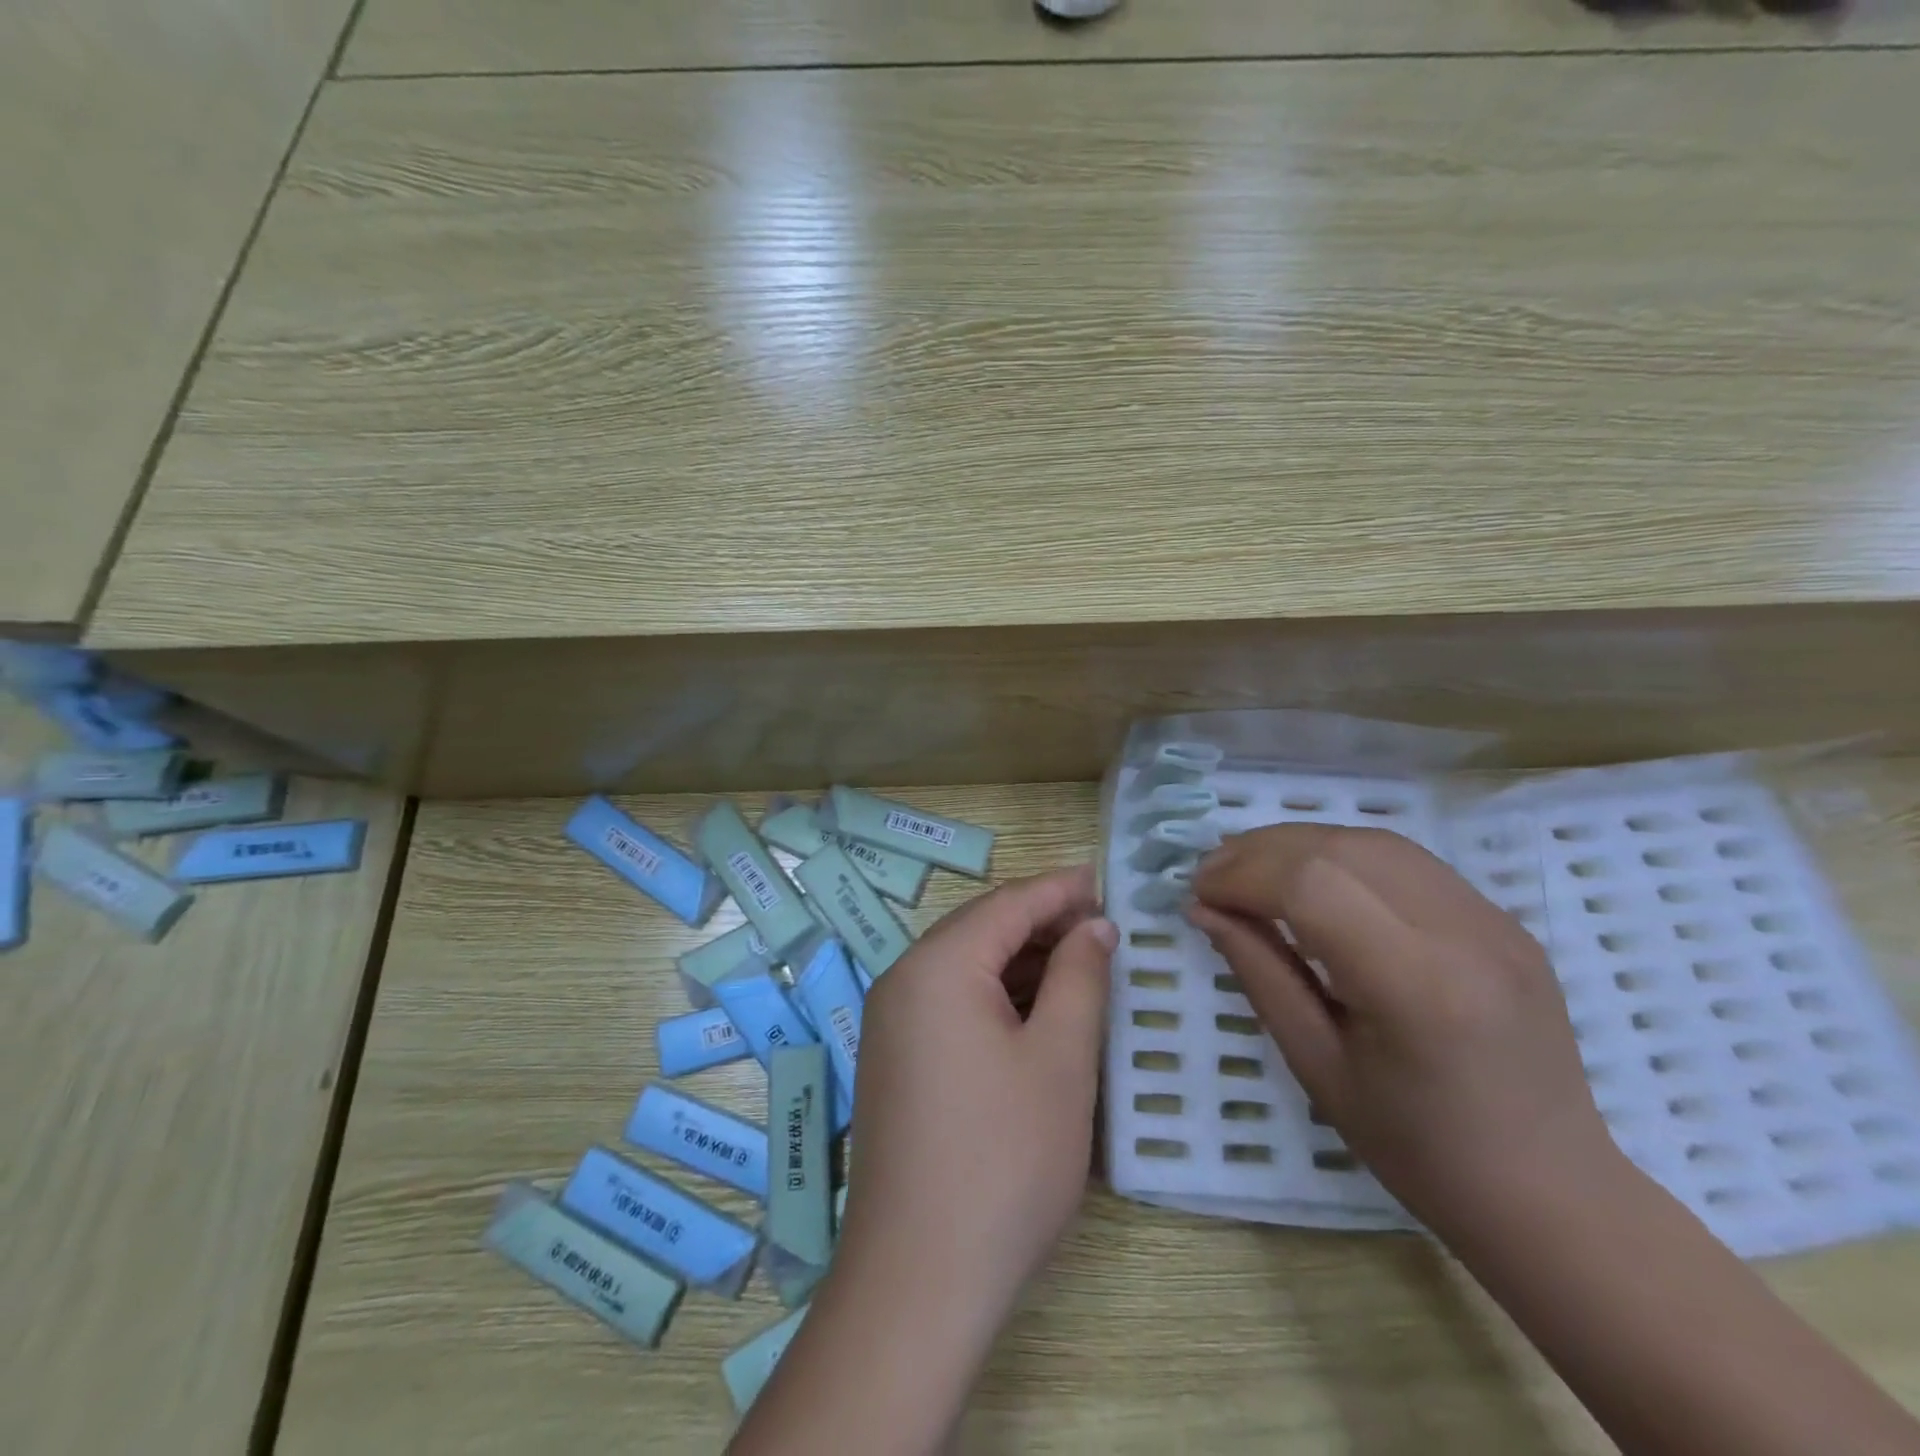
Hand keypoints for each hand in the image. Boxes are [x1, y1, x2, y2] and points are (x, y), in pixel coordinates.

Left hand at [837, 864, 1115, 1332]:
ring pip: (966, 967)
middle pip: (982, 929)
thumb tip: (1095, 926)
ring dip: (1022, 962)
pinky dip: (997, 998)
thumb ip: (1079, 978)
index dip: (1061, 889)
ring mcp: (892, 1023)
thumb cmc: (1003, 1160)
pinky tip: (1037, 1015)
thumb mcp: (1060, 1060)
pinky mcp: (895, 1060)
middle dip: (1043, 923)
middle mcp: (904, 980)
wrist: (918, 1280)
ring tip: (1081, 968)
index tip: (1107, 881)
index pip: (1008, 903)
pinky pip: (951, 1003)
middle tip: (1104, 930)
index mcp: (938, 966)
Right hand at [1189, 824, 1617, 1235]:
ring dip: (1298, 843)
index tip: (1198, 891)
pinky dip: (1341, 854)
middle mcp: (1463, 933)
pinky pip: (1405, 861)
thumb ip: (1259, 973)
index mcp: (1417, 986)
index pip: (1312, 886)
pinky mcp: (1500, 918)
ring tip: (1251, 869)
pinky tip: (1311, 879)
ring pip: (1372, 841)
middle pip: (1339, 848)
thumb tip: (1203, 908)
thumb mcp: (1317, 1065)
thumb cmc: (1418, 1148)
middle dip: (1260, 851)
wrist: (1551, 1192)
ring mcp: (1492, 919)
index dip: (1242, 876)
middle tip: (1213, 874)